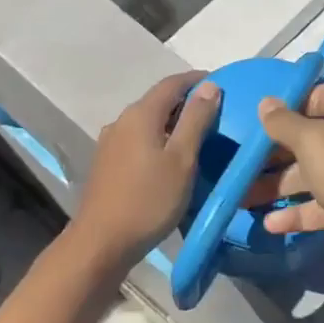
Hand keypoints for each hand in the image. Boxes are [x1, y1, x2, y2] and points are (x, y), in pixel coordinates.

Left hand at [71, 72, 218, 268]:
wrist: (101, 243)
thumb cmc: (148, 200)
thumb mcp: (182, 160)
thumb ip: (196, 120)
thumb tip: (210, 85)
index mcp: (141, 114)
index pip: (172, 83)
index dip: (197, 80)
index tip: (222, 84)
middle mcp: (122, 120)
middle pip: (158, 100)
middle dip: (186, 101)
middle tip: (216, 113)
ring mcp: (111, 142)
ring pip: (147, 121)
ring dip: (172, 122)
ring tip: (198, 135)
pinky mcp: (107, 162)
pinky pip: (138, 138)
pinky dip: (158, 138)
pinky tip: (170, 157)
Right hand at [253, 84, 323, 253]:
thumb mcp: (314, 143)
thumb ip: (285, 123)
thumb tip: (267, 102)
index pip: (313, 96)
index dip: (284, 106)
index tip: (251, 121)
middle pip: (307, 138)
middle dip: (272, 152)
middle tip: (236, 164)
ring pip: (311, 174)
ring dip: (278, 186)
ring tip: (240, 198)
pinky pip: (321, 205)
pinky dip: (297, 213)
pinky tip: (269, 225)